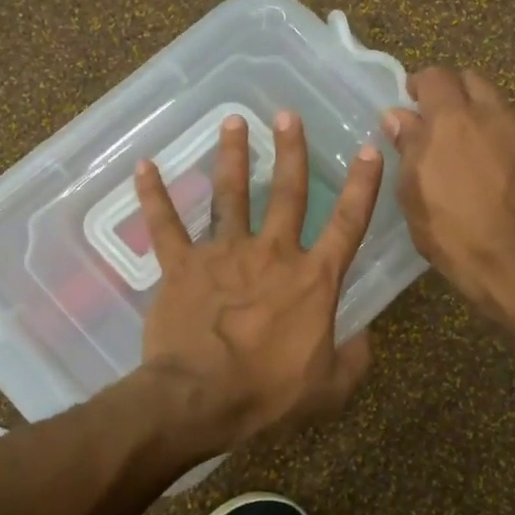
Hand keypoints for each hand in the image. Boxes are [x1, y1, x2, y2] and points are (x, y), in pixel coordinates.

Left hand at [135, 110, 384, 451]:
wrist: (201, 399)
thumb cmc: (269, 395)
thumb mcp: (331, 388)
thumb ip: (355, 358)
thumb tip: (366, 336)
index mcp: (313, 279)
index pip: (348, 223)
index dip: (363, 186)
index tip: (370, 150)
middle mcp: (272, 254)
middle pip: (287, 192)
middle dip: (291, 151)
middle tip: (288, 115)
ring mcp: (224, 255)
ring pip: (230, 195)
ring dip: (233, 156)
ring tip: (234, 122)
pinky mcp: (182, 266)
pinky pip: (165, 225)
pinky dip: (154, 195)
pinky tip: (144, 165)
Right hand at [384, 68, 514, 318]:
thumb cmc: (453, 233)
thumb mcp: (414, 194)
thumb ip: (408, 147)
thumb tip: (398, 116)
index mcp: (452, 120)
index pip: (435, 76)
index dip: (420, 84)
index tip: (411, 101)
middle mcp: (493, 114)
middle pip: (473, 81)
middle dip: (454, 93)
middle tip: (441, 122)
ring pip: (500, 108)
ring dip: (483, 119)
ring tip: (474, 153)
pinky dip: (507, 144)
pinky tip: (503, 176)